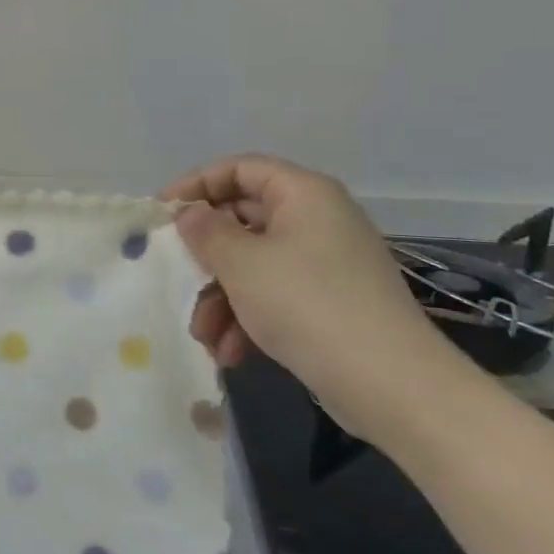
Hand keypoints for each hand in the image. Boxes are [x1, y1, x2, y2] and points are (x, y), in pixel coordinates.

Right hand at [165, 154, 453, 440]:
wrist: (391, 385)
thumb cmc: (307, 304)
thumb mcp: (242, 263)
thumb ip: (205, 231)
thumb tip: (190, 214)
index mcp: (304, 194)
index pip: (240, 169)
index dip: (196, 184)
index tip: (161, 214)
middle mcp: (317, 220)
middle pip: (243, 220)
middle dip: (205, 257)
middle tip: (176, 277)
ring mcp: (326, 263)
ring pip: (253, 265)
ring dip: (220, 298)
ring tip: (205, 336)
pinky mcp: (329, 303)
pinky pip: (274, 295)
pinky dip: (247, 319)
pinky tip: (231, 352)